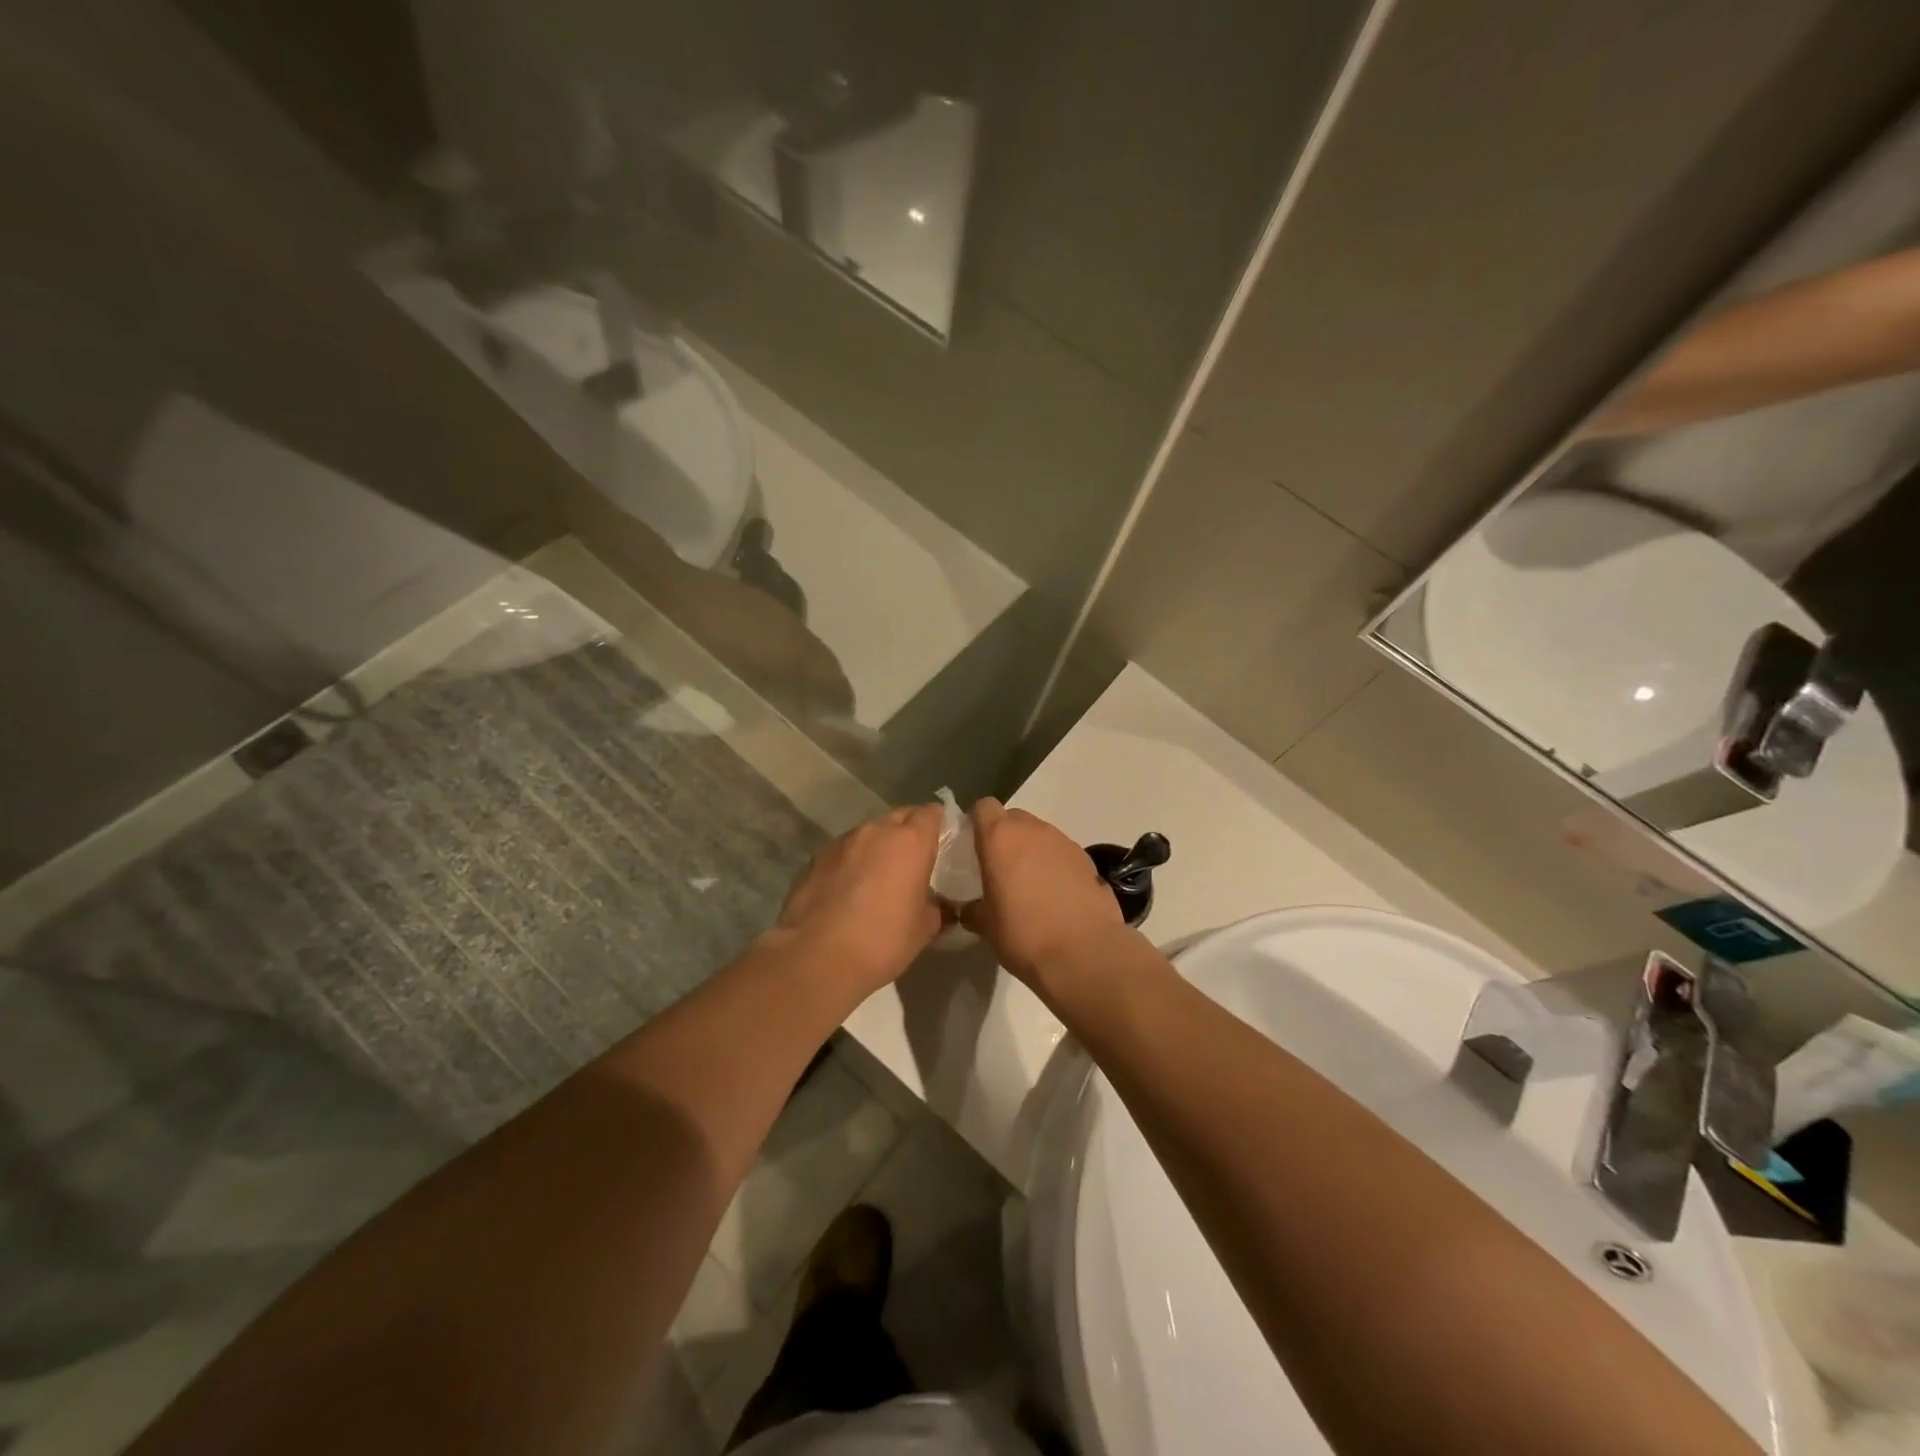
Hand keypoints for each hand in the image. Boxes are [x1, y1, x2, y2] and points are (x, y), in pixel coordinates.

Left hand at [768, 804, 942, 999]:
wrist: (816, 957)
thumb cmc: (882, 941)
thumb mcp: (924, 929)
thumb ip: (937, 908)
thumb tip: (938, 906)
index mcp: (910, 841)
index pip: (931, 813)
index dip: (938, 824)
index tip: (942, 844)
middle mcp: (875, 831)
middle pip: (899, 817)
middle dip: (909, 832)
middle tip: (914, 861)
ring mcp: (841, 842)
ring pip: (869, 833)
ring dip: (878, 846)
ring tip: (879, 876)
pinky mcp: (815, 858)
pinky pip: (843, 851)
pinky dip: (852, 862)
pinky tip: (849, 890)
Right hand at [963, 799, 1124, 994]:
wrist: (1084, 952)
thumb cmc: (1023, 933)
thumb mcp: (986, 926)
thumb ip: (974, 909)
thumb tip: (970, 909)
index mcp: (1000, 837)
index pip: (983, 807)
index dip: (977, 823)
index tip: (973, 847)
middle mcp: (1033, 830)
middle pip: (1013, 818)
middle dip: (1005, 837)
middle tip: (999, 869)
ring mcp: (1064, 842)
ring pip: (1040, 835)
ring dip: (1032, 852)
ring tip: (1030, 887)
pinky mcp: (1088, 860)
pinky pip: (1062, 854)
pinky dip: (1055, 867)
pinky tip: (1056, 897)